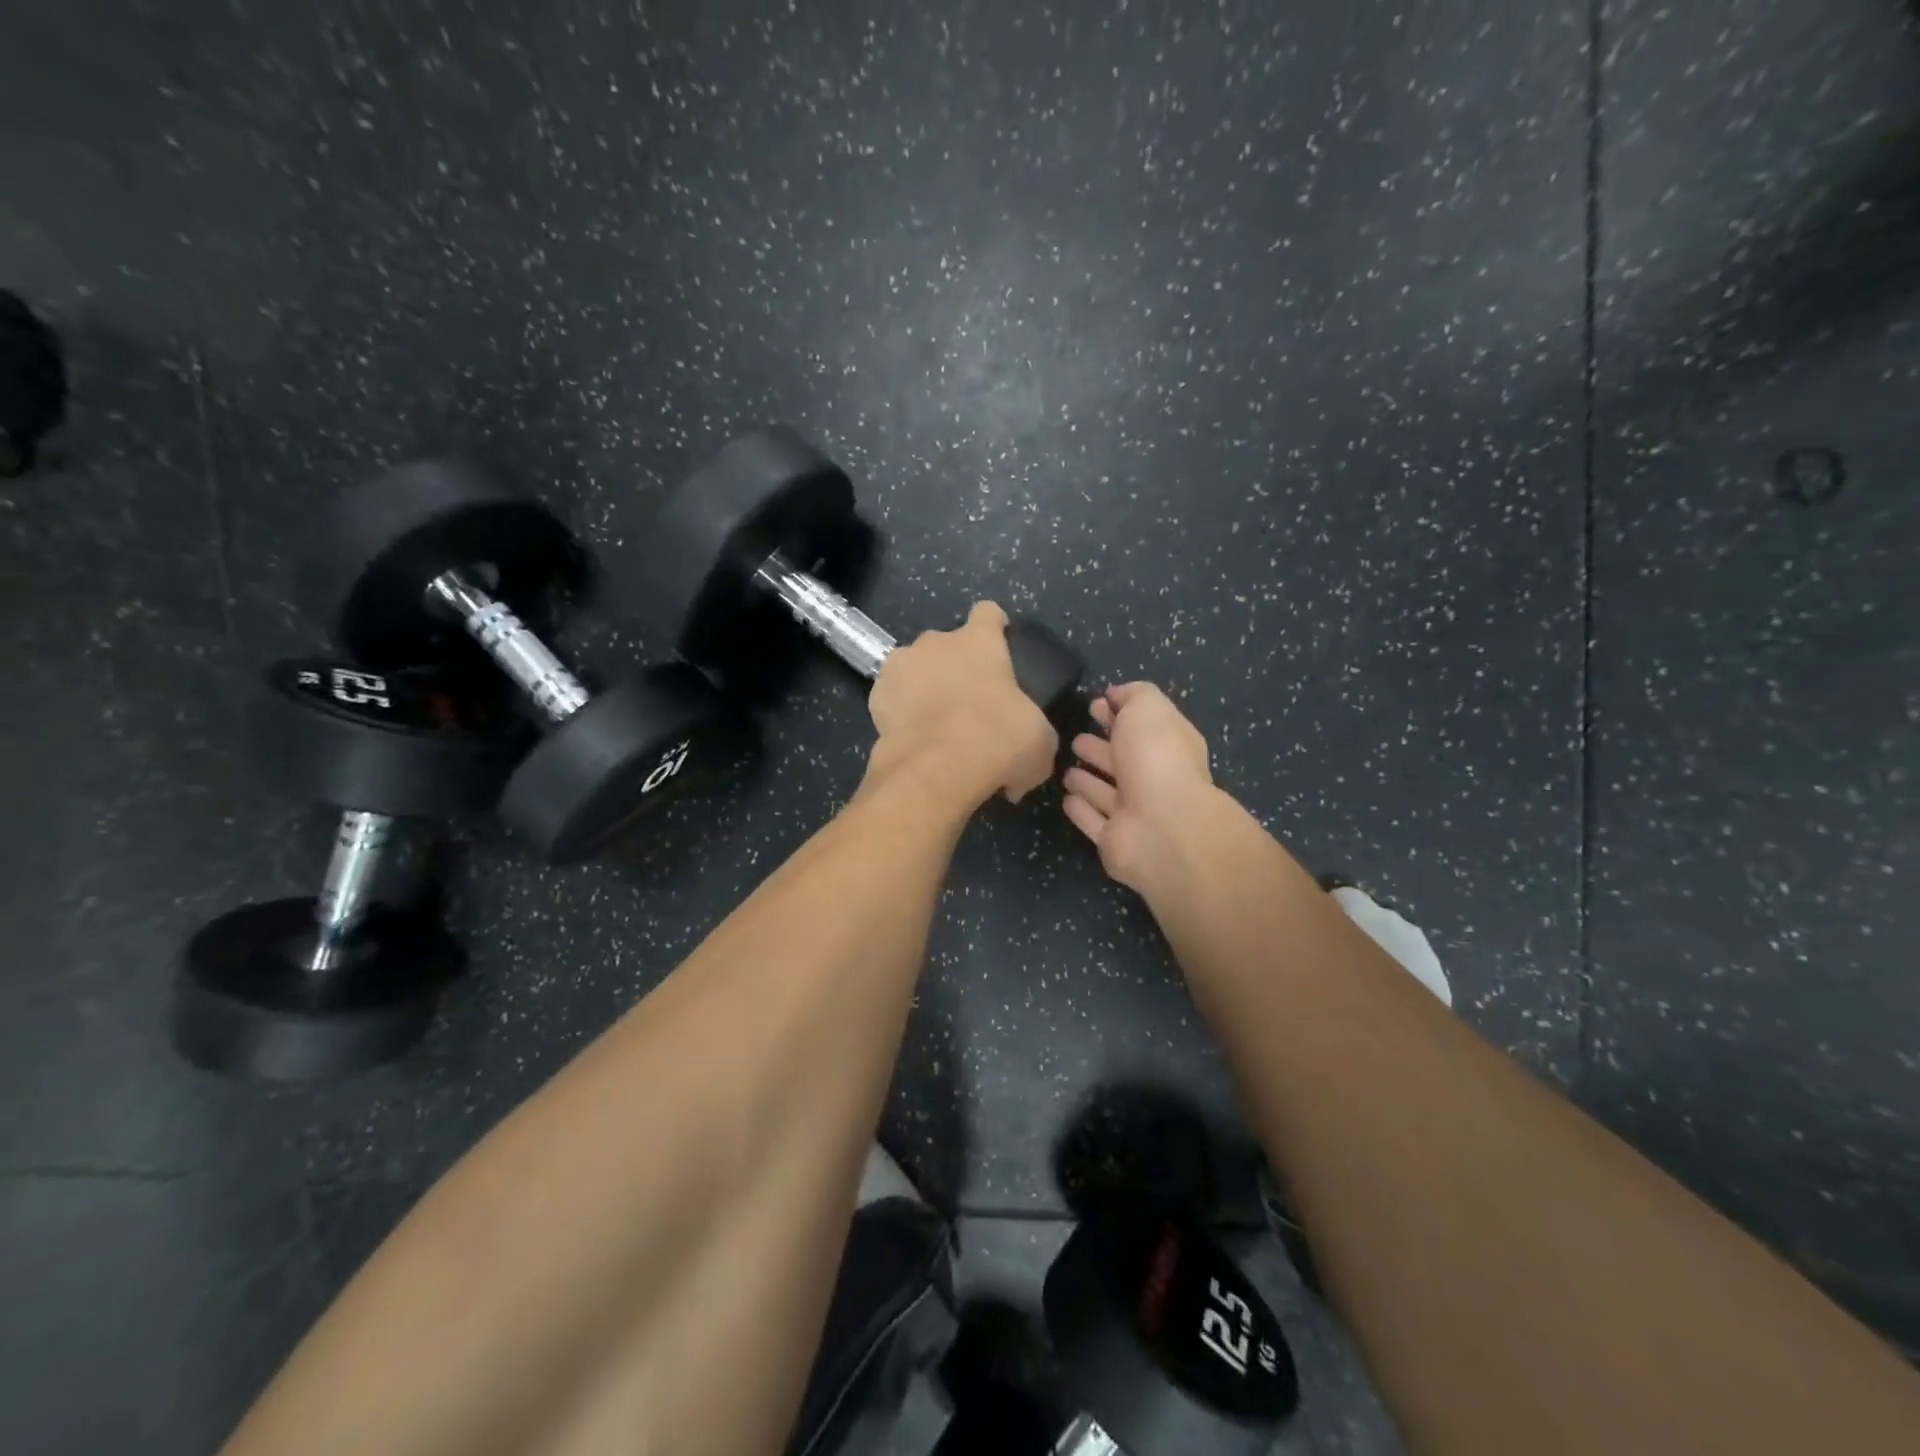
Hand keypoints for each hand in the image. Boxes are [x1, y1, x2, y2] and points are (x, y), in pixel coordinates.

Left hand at [866, 601, 1058, 809]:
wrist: (938, 769)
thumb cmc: (999, 741)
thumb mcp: (1038, 741)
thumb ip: (1031, 734)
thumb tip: (1021, 767)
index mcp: (981, 641)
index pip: (988, 613)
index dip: (994, 627)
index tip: (999, 643)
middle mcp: (936, 642)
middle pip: (946, 644)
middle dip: (954, 666)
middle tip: (966, 703)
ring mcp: (900, 665)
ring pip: (914, 667)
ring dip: (923, 686)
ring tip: (933, 722)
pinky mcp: (876, 695)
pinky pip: (892, 698)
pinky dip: (900, 713)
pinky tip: (911, 738)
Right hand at [1063, 682, 1216, 893]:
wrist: (1162, 827)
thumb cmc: (1156, 758)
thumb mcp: (1149, 708)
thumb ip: (1134, 695)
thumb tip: (1116, 695)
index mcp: (1169, 746)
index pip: (1142, 726)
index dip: (1119, 714)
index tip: (1094, 705)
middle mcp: (1154, 780)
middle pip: (1123, 760)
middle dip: (1101, 747)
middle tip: (1076, 738)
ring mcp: (1134, 813)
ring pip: (1106, 792)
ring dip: (1088, 781)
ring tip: (1066, 769)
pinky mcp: (1113, 840)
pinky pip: (1093, 821)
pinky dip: (1081, 810)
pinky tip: (1067, 798)